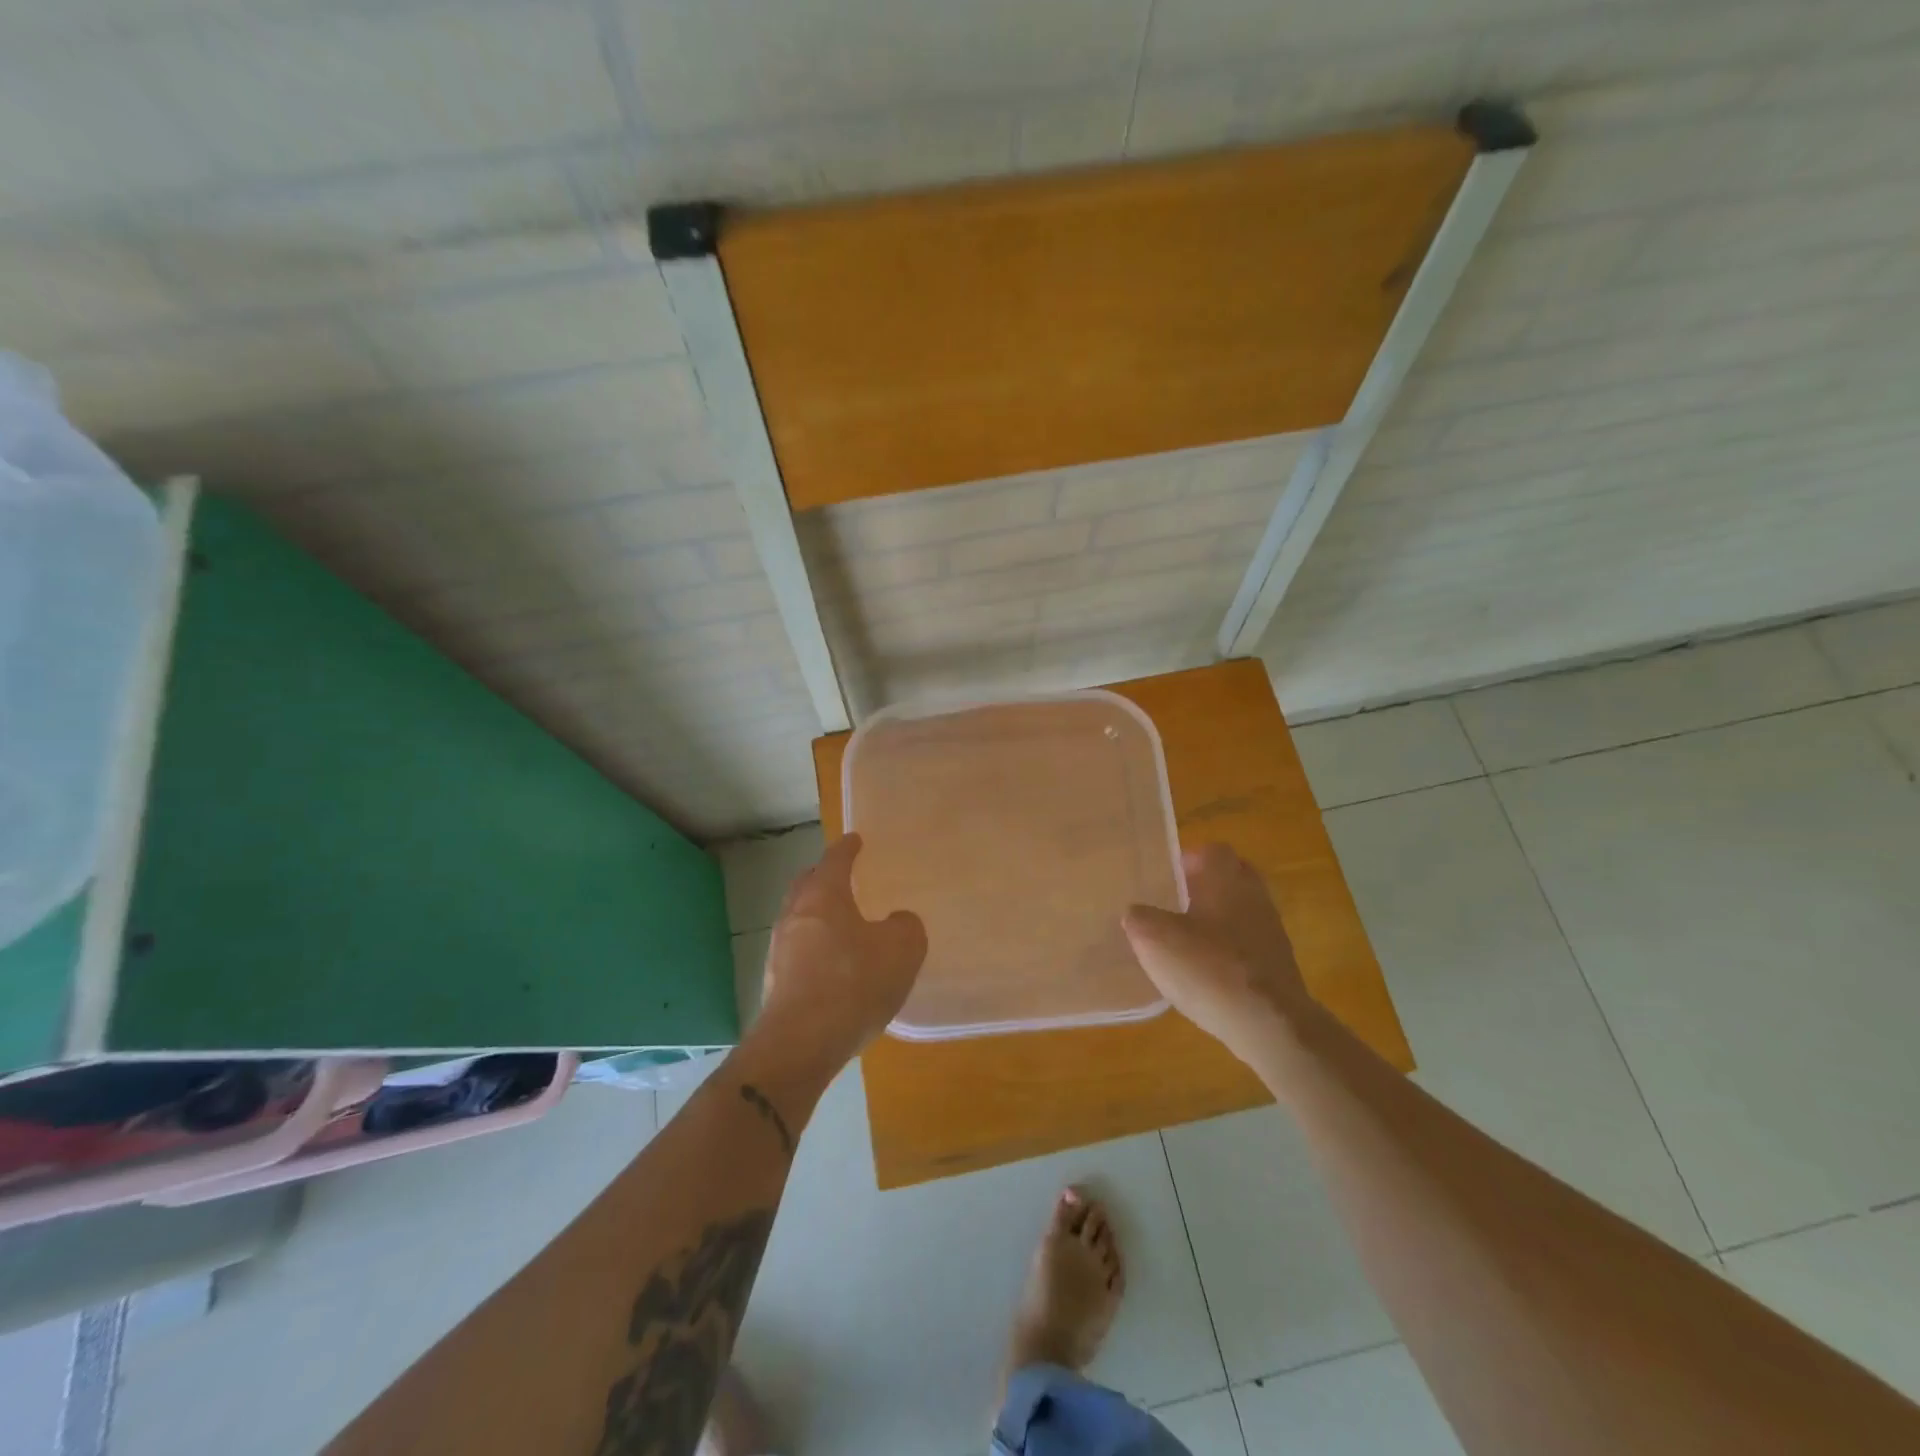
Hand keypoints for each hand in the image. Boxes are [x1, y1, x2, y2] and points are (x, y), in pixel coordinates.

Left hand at [751, 834, 927, 1073]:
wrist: (800, 1044)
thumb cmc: (853, 983)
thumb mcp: (902, 949)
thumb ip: (905, 926)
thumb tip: (896, 922)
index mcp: (823, 896)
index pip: (835, 860)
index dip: (847, 848)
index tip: (855, 839)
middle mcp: (795, 915)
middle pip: (806, 884)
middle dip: (823, 876)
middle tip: (841, 876)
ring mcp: (779, 950)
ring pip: (798, 918)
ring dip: (817, 915)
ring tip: (840, 924)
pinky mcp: (774, 983)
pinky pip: (797, 951)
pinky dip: (813, 948)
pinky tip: (831, 966)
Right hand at [1123, 844, 1310, 1064]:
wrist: (1270, 1024)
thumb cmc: (1209, 968)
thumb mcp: (1154, 939)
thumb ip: (1139, 918)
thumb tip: (1136, 913)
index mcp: (1225, 879)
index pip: (1212, 851)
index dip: (1190, 860)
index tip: (1169, 877)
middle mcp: (1253, 896)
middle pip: (1233, 877)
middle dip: (1208, 886)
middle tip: (1178, 903)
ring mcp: (1271, 931)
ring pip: (1243, 911)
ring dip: (1220, 919)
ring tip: (1189, 941)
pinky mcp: (1279, 965)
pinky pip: (1250, 943)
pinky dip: (1231, 950)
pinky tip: (1209, 972)